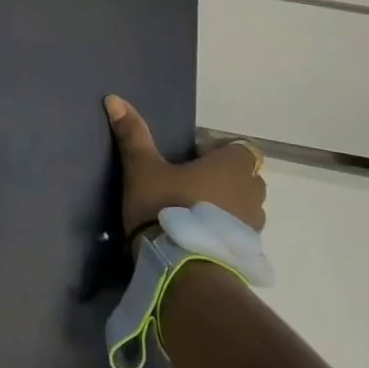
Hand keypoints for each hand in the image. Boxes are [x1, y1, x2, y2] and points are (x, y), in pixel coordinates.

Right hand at [105, 94, 264, 238]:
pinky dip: (224, 230)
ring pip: (244, 205)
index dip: (217, 150)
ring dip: (225, 204)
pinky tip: (197, 236)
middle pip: (244, 176)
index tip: (191, 159)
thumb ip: (133, 135)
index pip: (240, 148)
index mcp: (232, 166)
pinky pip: (239, 232)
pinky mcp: (248, 252)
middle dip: (223, 177)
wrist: (181, 269)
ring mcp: (254, 225)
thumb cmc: (165, 206)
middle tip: (189, 184)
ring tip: (192, 213)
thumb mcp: (142, 168)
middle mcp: (252, 192)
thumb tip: (114, 98)